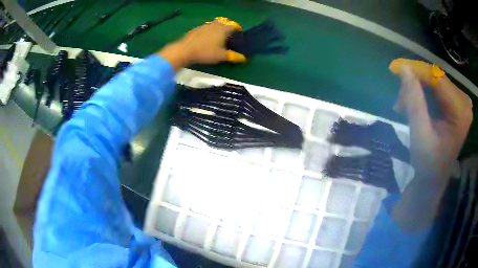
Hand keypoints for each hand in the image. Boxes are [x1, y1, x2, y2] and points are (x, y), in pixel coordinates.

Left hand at [157, 21, 245, 69]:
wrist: (185, 50)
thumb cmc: (205, 52)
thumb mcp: (221, 56)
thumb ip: (233, 56)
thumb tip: (244, 58)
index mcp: (222, 30)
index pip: (233, 26)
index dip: (237, 29)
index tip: (238, 33)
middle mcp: (214, 25)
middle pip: (223, 22)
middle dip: (226, 26)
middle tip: (227, 34)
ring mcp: (203, 26)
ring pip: (213, 24)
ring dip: (216, 28)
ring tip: (216, 37)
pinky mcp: (195, 29)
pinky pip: (204, 28)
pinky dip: (207, 31)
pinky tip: (205, 39)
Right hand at [389, 59, 472, 229]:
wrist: (433, 180)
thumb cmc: (428, 165)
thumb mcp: (420, 135)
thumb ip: (415, 102)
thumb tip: (404, 68)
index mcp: (460, 112)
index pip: (438, 80)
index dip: (417, 72)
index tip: (395, 70)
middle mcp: (463, 103)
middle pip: (436, 79)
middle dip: (416, 85)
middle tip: (399, 102)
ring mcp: (460, 102)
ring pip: (434, 82)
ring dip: (417, 90)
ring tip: (404, 107)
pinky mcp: (455, 104)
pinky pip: (436, 89)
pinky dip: (423, 94)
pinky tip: (414, 105)